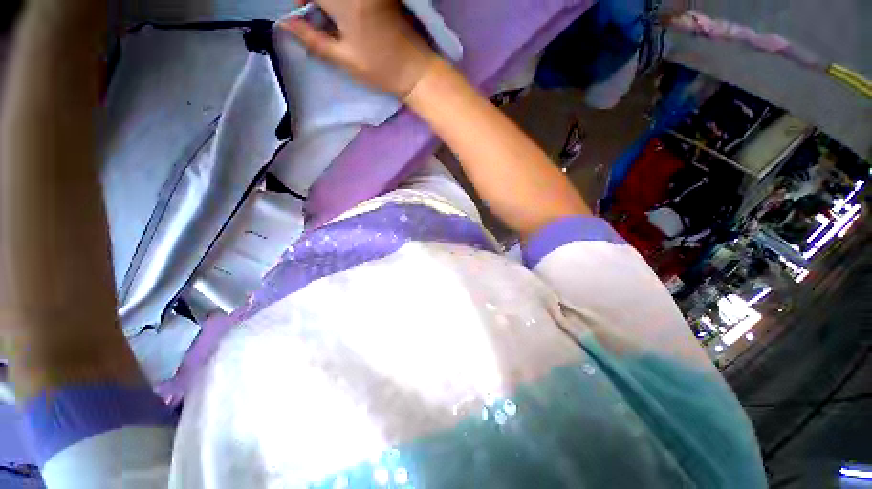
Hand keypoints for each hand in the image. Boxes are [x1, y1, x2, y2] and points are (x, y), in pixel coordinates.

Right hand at [279, 0, 437, 97]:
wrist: (416, 70)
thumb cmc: (381, 70)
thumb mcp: (344, 60)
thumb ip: (313, 39)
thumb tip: (284, 22)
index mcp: (346, 2)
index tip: (302, 10)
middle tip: (317, 13)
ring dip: (329, 2)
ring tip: (331, 15)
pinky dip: (344, 3)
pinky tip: (345, 14)